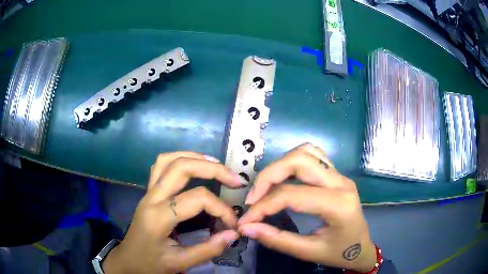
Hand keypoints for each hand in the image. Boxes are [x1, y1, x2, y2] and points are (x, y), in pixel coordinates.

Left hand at [103, 152, 242, 273]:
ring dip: (194, 157)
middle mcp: (151, 198)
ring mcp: (147, 192)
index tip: (233, 224)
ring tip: (216, 165)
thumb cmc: (151, 264)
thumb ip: (208, 249)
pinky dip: (179, 159)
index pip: (196, 199)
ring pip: (168, 160)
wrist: (128, 261)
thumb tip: (233, 234)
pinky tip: (193, 167)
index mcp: (158, 217)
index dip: (221, 208)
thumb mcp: (180, 263)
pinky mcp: (148, 192)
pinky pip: (161, 165)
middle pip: (181, 168)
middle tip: (235, 179)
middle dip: (213, 169)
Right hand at [238, 144, 376, 272]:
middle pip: (298, 161)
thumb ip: (276, 240)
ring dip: (281, 165)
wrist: (361, 249)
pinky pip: (313, 155)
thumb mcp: (308, 252)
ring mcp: (340, 175)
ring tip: (266, 188)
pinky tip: (285, 178)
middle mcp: (341, 182)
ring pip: (306, 152)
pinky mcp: (337, 175)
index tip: (245, 220)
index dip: (262, 206)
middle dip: (268, 176)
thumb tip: (246, 227)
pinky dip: (293, 162)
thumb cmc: (339, 253)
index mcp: (338, 205)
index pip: (291, 195)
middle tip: (253, 199)